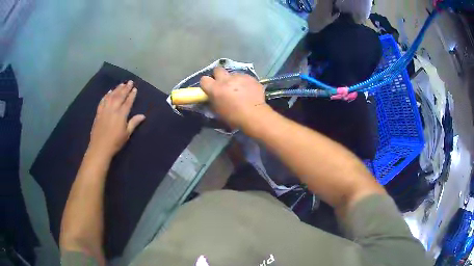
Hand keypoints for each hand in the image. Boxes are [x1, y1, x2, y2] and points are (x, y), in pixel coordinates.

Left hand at [89, 81, 145, 156]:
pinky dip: (106, 95)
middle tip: (129, 82)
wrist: (100, 147)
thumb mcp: (127, 134)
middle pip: (120, 96)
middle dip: (125, 88)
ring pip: (111, 96)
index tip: (135, 88)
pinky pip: (102, 101)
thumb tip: (143, 116)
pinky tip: (109, 92)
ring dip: (116, 89)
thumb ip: (134, 123)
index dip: (132, 95)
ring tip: (121, 84)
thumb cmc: (115, 142)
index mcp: (121, 114)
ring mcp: (105, 110)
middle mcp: (113, 109)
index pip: (128, 102)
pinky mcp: (98, 113)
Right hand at [200, 67, 269, 127]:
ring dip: (234, 80)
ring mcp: (239, 77)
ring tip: (240, 90)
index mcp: (215, 88)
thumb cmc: (234, 117)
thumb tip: (212, 97)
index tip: (209, 88)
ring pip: (233, 74)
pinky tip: (249, 91)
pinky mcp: (250, 78)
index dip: (206, 84)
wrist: (254, 115)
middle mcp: (226, 79)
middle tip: (223, 84)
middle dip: (219, 75)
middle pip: (218, 70)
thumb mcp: (218, 111)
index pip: (204, 79)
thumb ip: (213, 100)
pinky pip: (245, 78)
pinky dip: (245, 83)